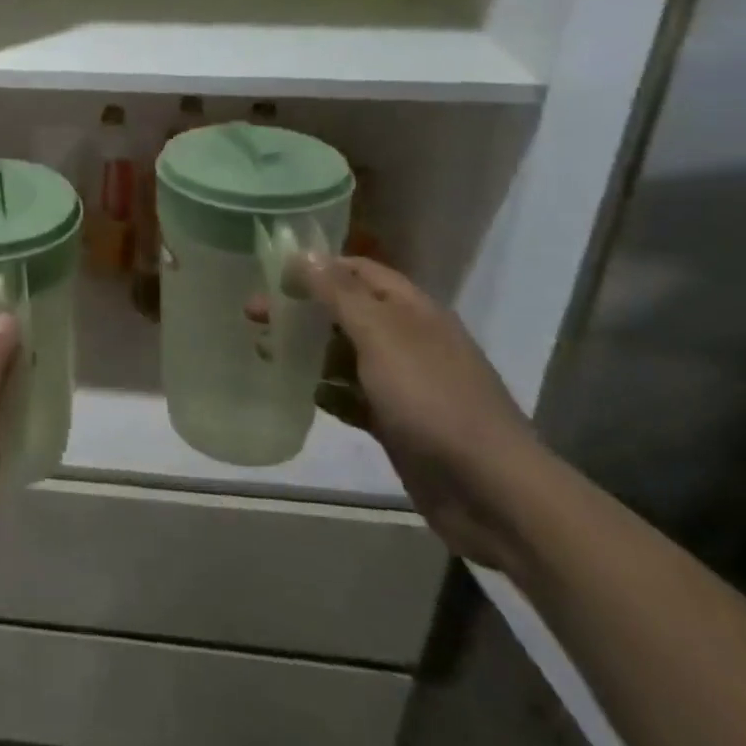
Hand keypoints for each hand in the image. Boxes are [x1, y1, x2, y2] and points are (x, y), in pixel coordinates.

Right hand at [287, 255, 551, 570]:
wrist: (491, 492)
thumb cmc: (431, 399)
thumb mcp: (381, 335)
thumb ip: (339, 294)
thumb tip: (304, 253)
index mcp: (411, 310)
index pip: (357, 270)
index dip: (316, 267)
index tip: (271, 275)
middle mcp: (407, 339)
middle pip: (345, 311)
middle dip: (301, 310)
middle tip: (253, 315)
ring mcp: (404, 383)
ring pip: (345, 354)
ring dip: (308, 350)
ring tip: (266, 352)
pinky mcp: (398, 423)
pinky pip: (353, 396)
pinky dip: (328, 392)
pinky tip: (304, 395)